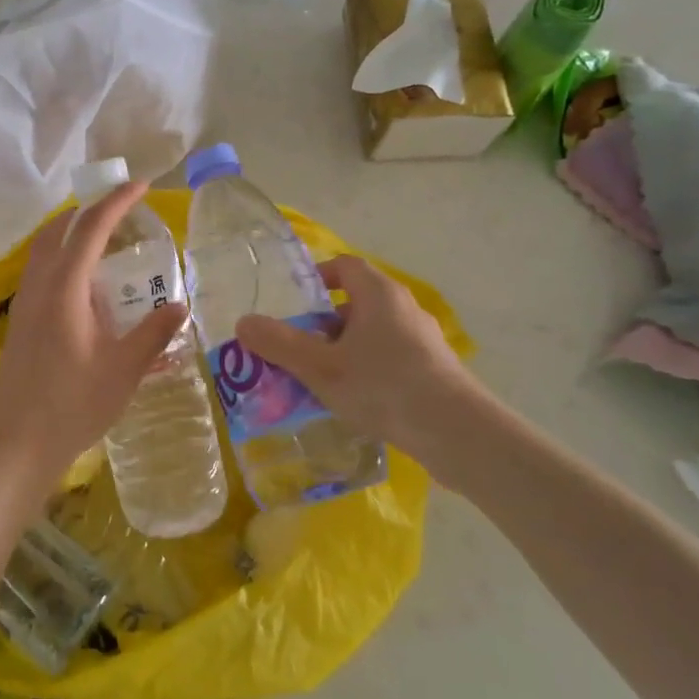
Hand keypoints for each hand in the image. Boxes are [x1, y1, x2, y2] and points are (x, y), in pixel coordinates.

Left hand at [0, 183, 187, 494]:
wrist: (15, 446)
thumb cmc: (72, 406)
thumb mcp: (123, 370)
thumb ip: (153, 333)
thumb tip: (179, 305)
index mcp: (64, 289)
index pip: (91, 228)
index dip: (117, 202)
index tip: (142, 184)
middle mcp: (39, 287)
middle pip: (59, 230)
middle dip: (90, 211)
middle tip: (123, 211)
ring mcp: (24, 305)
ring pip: (45, 251)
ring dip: (73, 234)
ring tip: (107, 243)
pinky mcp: (20, 323)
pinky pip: (41, 273)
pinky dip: (64, 260)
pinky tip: (87, 289)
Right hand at [236, 256, 488, 489]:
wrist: (455, 432)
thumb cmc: (383, 386)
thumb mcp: (320, 366)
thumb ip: (279, 344)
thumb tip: (243, 323)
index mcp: (378, 294)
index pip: (345, 266)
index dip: (317, 278)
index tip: (294, 304)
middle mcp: (404, 308)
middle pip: (356, 302)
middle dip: (323, 323)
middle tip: (297, 347)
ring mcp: (422, 339)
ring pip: (372, 334)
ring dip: (344, 350)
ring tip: (320, 379)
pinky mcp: (433, 370)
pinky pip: (390, 358)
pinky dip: (367, 369)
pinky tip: (354, 401)